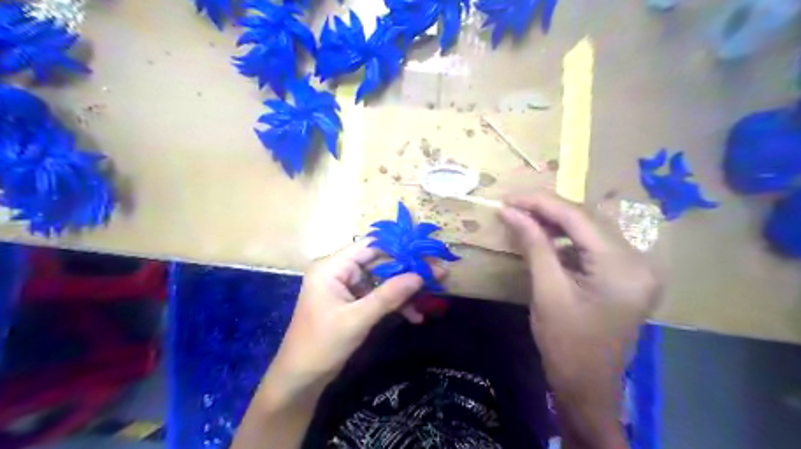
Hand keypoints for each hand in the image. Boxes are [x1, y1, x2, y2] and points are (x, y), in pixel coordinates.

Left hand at [267, 238, 431, 391]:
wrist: (301, 378)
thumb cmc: (322, 345)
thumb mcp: (357, 319)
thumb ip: (389, 296)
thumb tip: (420, 276)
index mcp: (332, 267)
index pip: (369, 246)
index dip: (398, 247)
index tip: (425, 253)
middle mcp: (338, 270)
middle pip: (379, 261)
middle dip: (407, 270)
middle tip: (436, 275)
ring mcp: (345, 286)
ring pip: (381, 279)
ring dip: (404, 290)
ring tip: (430, 297)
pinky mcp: (351, 301)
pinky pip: (377, 295)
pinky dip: (394, 303)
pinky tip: (414, 315)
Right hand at [498, 194, 663, 430]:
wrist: (588, 386)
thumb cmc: (565, 343)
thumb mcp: (546, 290)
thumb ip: (533, 244)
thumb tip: (511, 211)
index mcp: (622, 266)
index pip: (578, 217)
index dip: (540, 203)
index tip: (508, 197)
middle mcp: (638, 260)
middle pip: (588, 219)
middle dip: (548, 209)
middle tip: (514, 206)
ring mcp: (637, 268)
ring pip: (591, 229)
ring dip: (557, 222)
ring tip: (525, 217)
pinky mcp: (627, 275)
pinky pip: (595, 246)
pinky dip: (568, 238)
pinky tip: (546, 237)